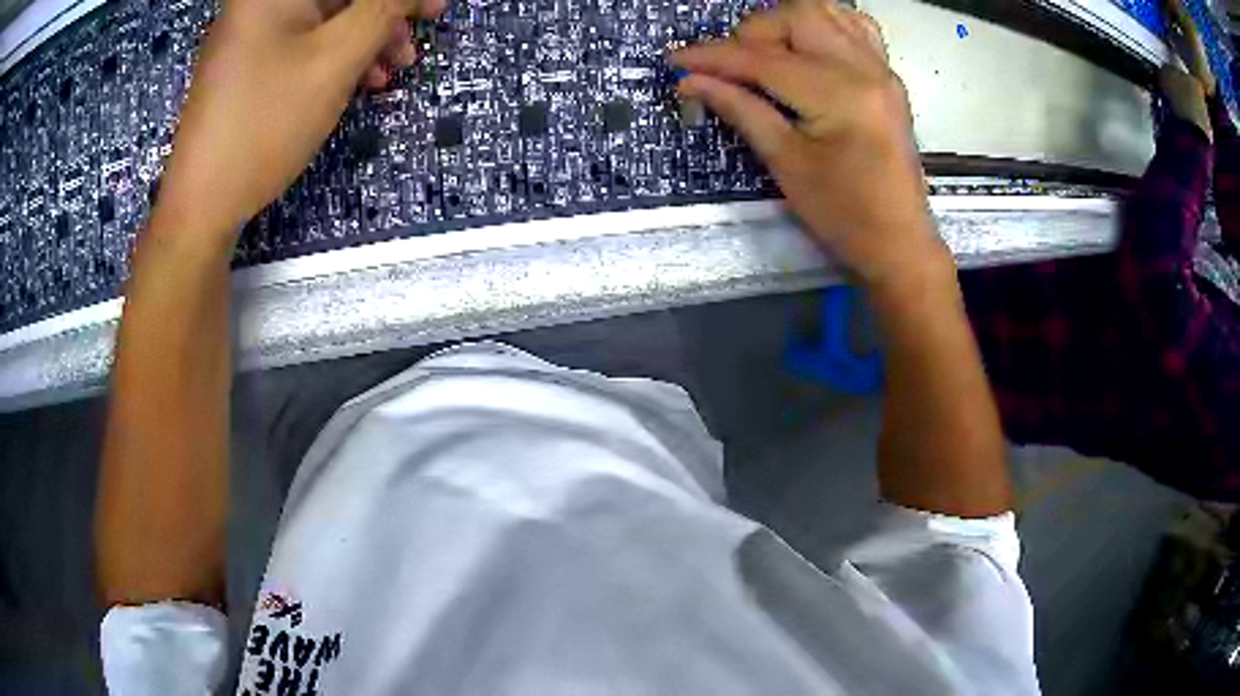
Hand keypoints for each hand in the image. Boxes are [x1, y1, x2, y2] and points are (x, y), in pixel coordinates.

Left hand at [153, 0, 444, 244]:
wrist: (203, 203)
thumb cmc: (265, 124)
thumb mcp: (335, 59)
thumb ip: (383, 10)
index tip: (435, 11)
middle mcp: (259, 4)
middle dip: (382, 17)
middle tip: (410, 49)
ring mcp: (250, 34)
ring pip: (323, 20)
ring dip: (363, 41)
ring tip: (388, 74)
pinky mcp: (247, 63)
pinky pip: (302, 44)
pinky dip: (334, 58)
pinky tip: (355, 83)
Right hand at [672, 0, 942, 289]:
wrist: (899, 241)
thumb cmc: (842, 214)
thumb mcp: (785, 163)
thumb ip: (740, 109)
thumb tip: (692, 82)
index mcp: (838, 95)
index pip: (763, 59)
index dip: (713, 57)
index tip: (676, 60)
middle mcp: (864, 69)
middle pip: (797, 15)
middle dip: (753, 31)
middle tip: (733, 66)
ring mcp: (881, 69)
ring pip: (826, 11)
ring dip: (786, 22)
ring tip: (767, 53)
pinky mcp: (888, 77)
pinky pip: (855, 27)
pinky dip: (823, 25)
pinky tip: (807, 46)